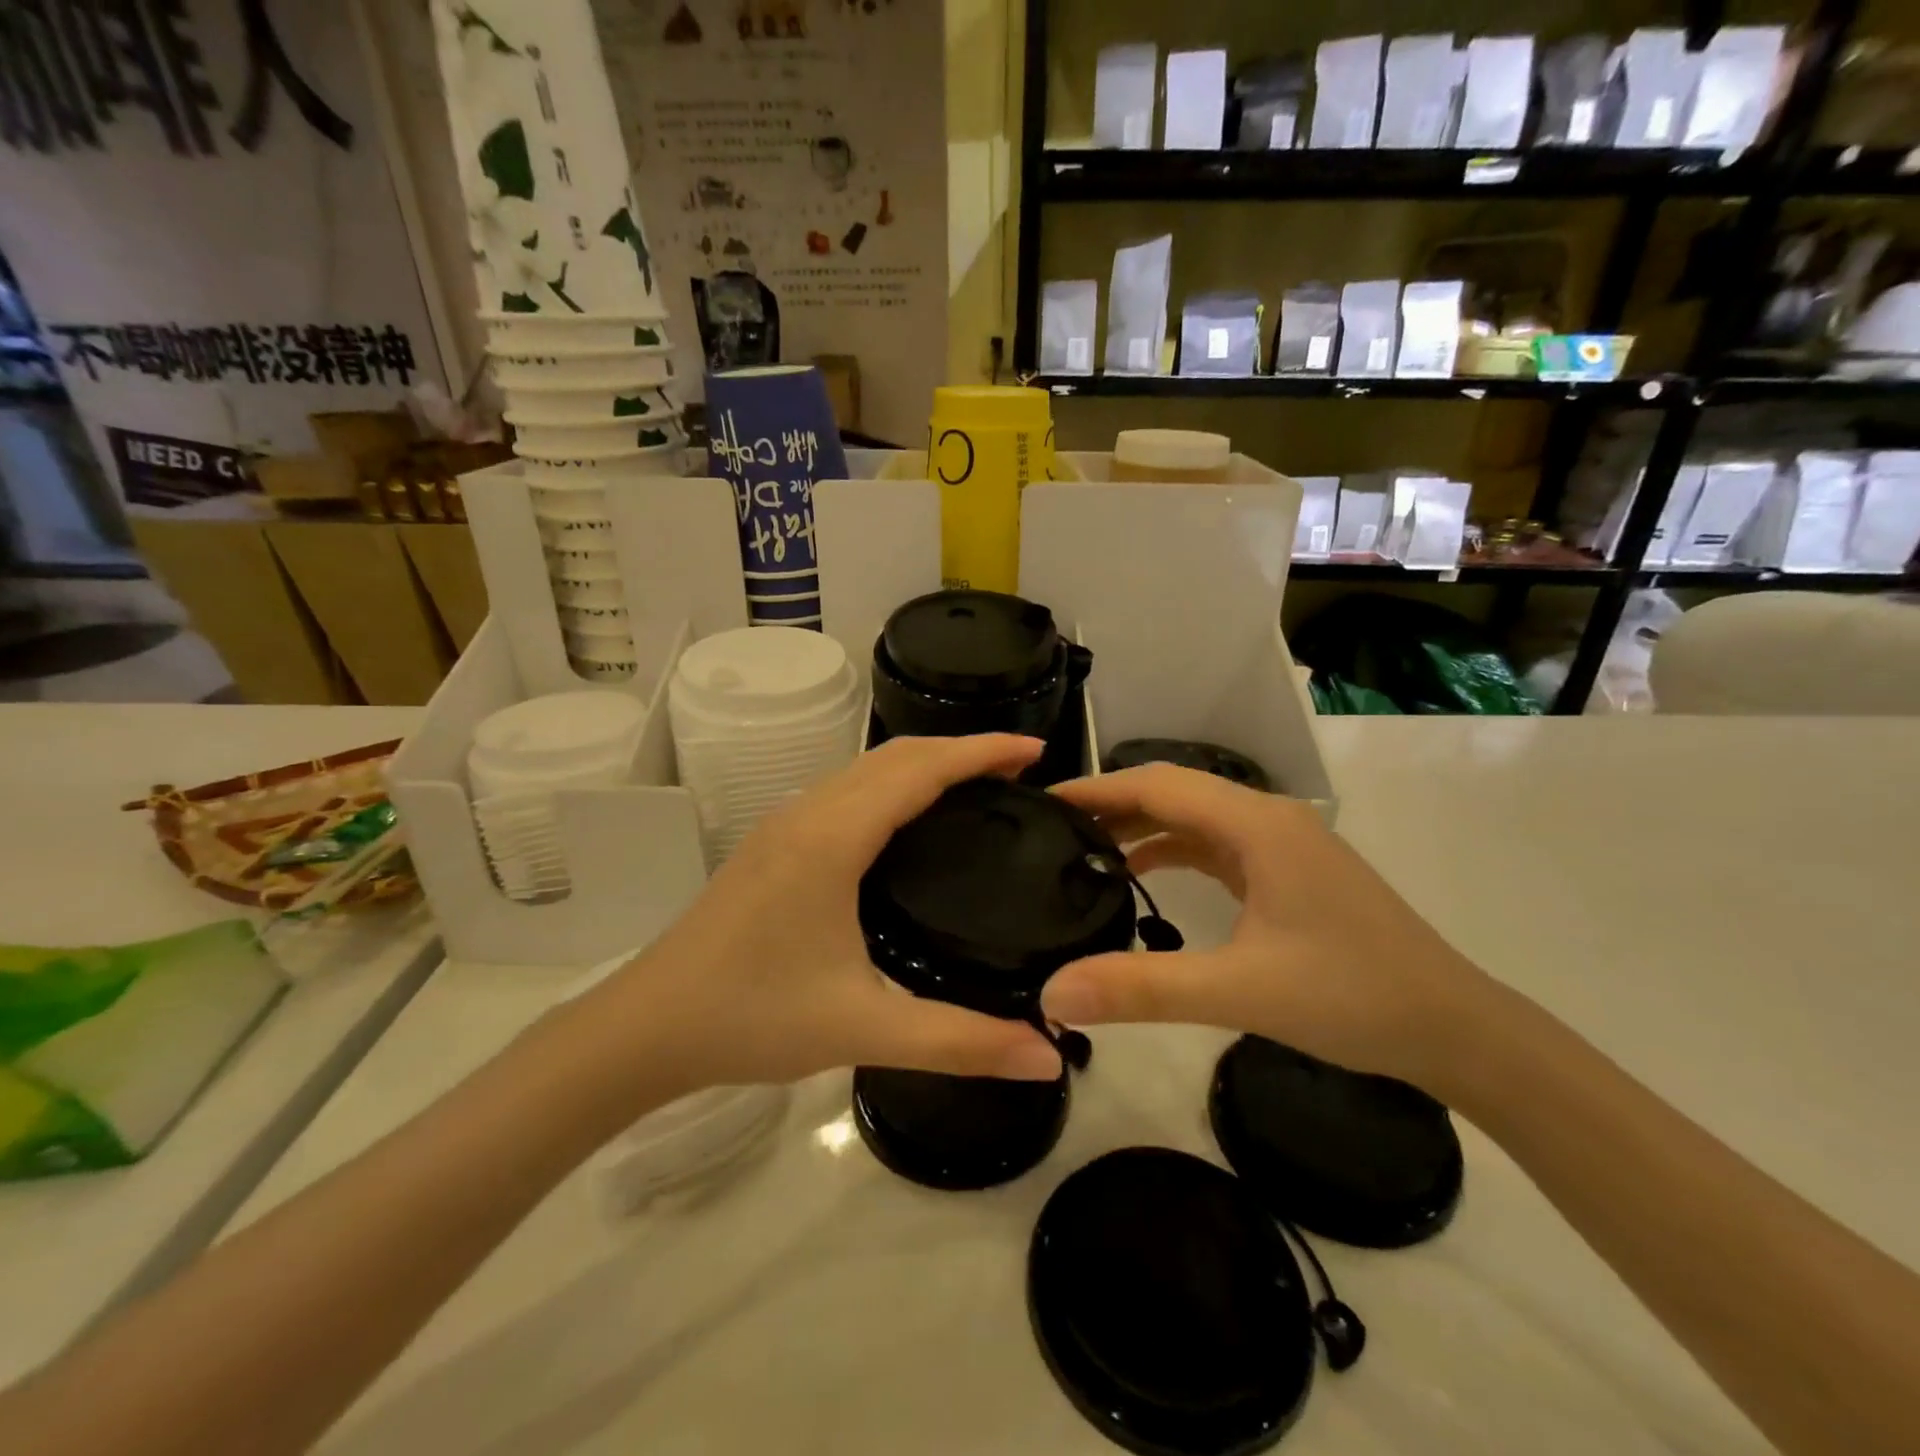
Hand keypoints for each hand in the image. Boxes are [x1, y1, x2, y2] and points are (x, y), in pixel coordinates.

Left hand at [572, 735, 1063, 1112]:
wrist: (646, 1026)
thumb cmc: (752, 1018)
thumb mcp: (863, 1030)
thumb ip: (960, 1042)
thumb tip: (1047, 1054)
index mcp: (833, 837)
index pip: (921, 769)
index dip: (982, 751)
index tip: (1036, 752)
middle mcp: (809, 812)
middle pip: (896, 755)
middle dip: (961, 750)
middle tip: (1021, 771)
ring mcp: (785, 823)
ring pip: (867, 768)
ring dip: (925, 763)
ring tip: (977, 786)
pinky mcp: (774, 842)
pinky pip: (847, 789)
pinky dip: (894, 784)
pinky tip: (910, 821)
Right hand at [1038, 765, 1492, 1087]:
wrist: (1455, 1029)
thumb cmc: (1352, 997)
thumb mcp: (1240, 992)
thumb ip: (1143, 989)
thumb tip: (1052, 994)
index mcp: (1257, 824)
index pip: (1157, 784)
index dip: (1096, 789)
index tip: (1042, 803)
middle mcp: (1268, 819)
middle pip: (1173, 792)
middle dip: (1112, 804)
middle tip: (1051, 828)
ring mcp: (1281, 845)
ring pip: (1195, 818)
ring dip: (1142, 827)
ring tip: (1085, 849)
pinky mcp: (1288, 872)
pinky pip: (1216, 845)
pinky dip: (1173, 851)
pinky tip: (1145, 876)